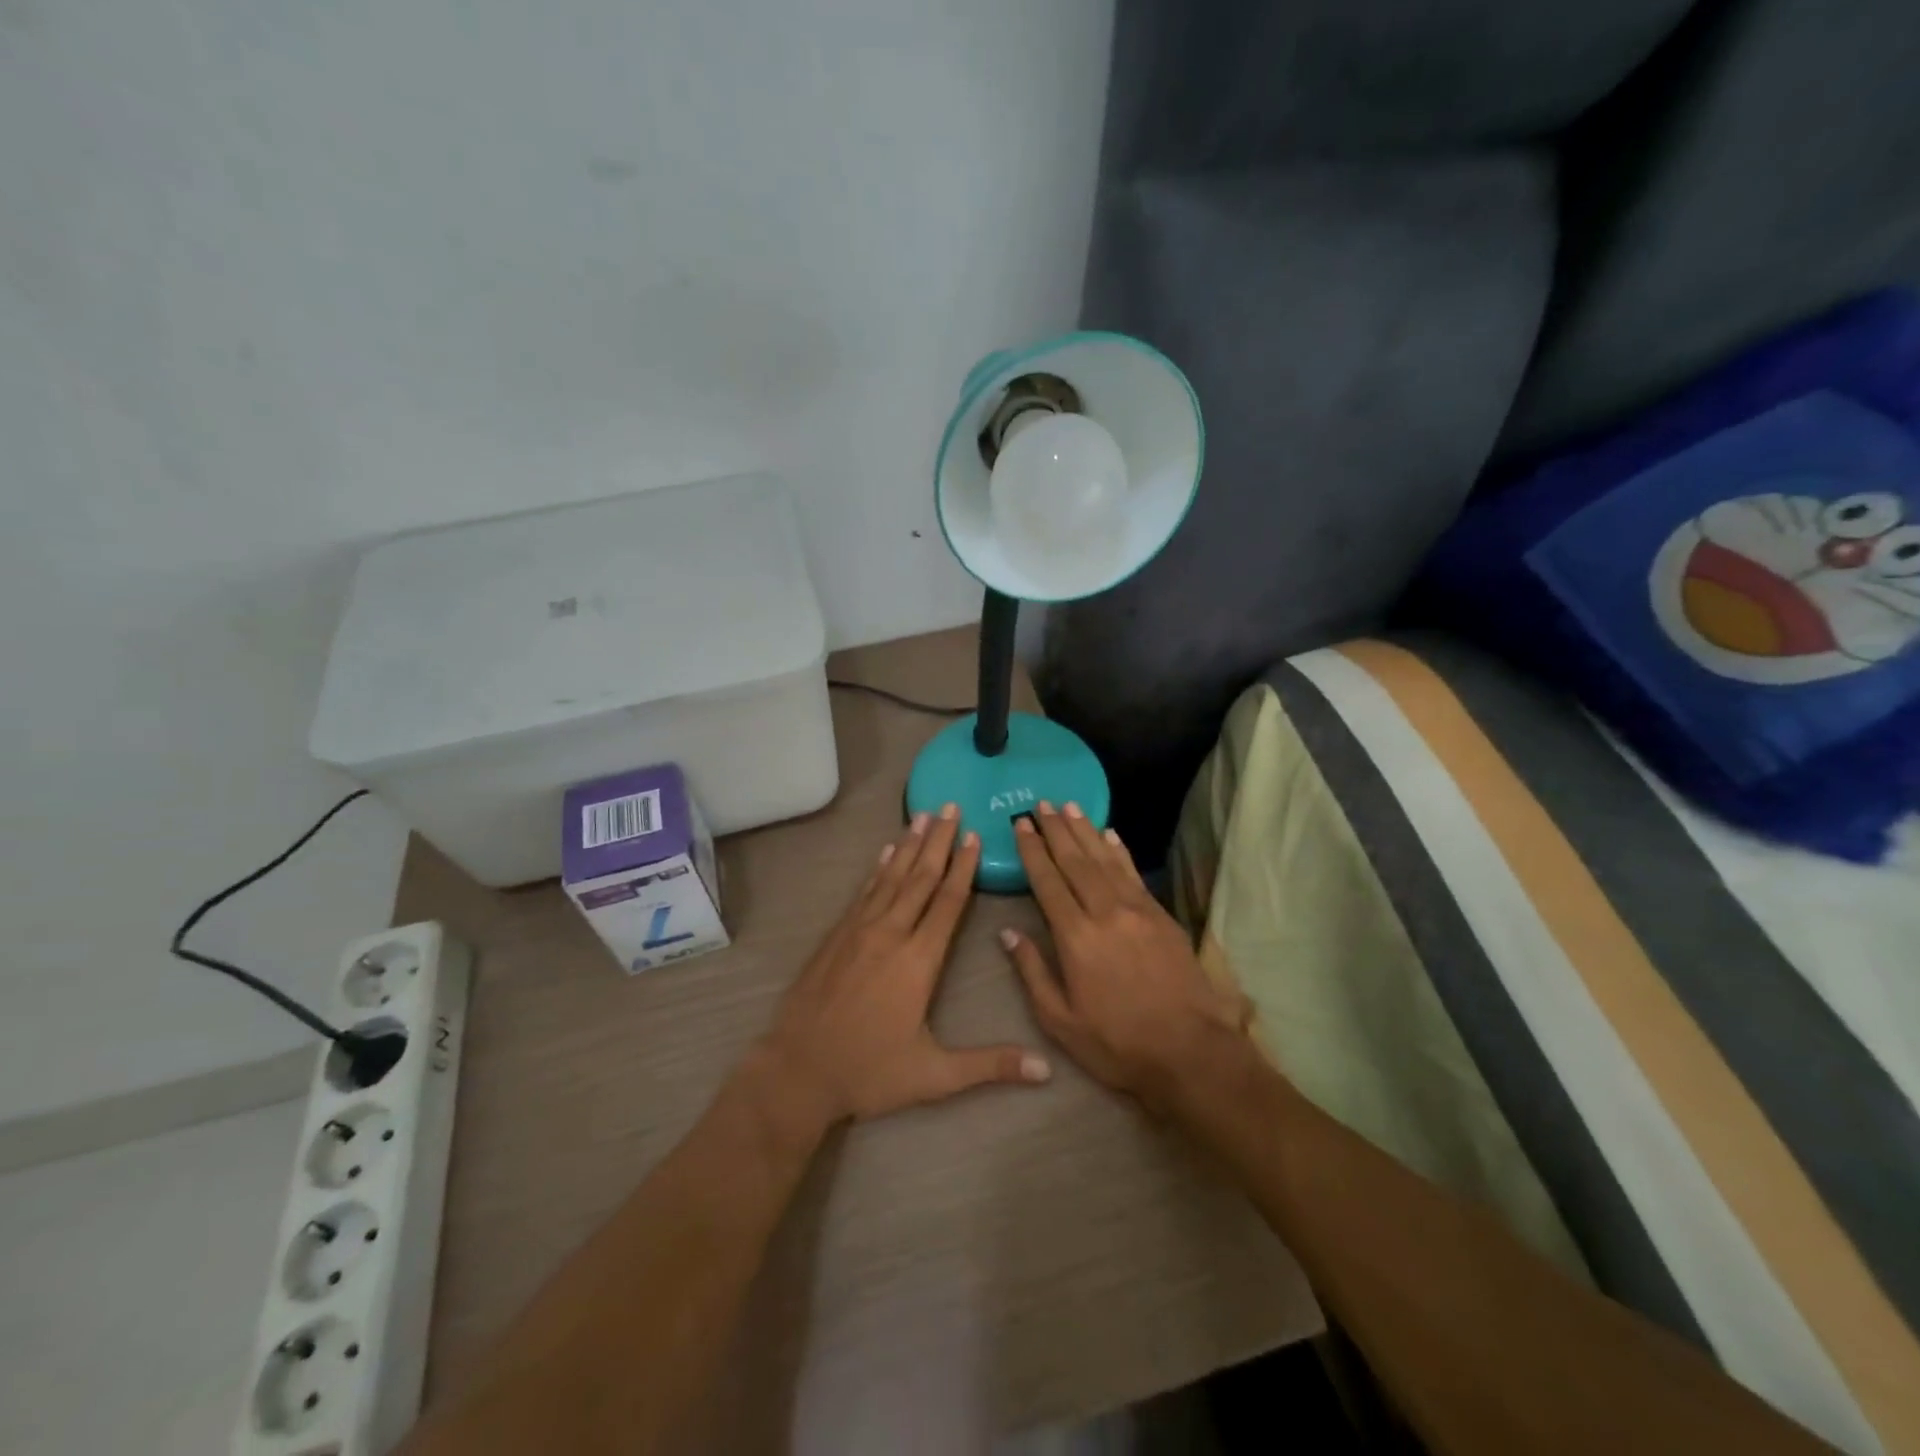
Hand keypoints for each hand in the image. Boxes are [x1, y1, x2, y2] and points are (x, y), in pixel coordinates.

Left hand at [762, 805, 1052, 1124]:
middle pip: (920, 878)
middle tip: (950, 806)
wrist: (798, 1070)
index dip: (963, 867)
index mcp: (918, 961)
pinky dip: (878, 868)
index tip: (974, 836)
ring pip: (891, 877)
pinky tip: (885, 852)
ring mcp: (859, 931)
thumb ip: (991, 1065)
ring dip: (909, 845)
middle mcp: (890, 934)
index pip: (948, 903)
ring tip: (923, 815)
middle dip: (938, 840)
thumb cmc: (870, 1072)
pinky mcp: (836, 935)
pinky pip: (863, 892)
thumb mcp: (935, 1075)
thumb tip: (1046, 1070)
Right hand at [1002, 802, 1250, 1113]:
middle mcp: (1105, 912)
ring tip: (1069, 806)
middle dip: (1056, 830)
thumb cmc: (1117, 1043)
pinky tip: (1110, 835)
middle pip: (1075, 861)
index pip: (1048, 882)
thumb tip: (1008, 933)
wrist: (1190, 1052)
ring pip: (1105, 859)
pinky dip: (1119, 851)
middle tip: (1041, 804)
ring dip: (1085, 831)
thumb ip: (1032, 972)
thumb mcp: (1060, 1021)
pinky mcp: (1161, 916)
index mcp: (1075, 937)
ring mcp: (1137, 910)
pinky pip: (1134, 873)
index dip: (1032, 851)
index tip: (1020, 824)